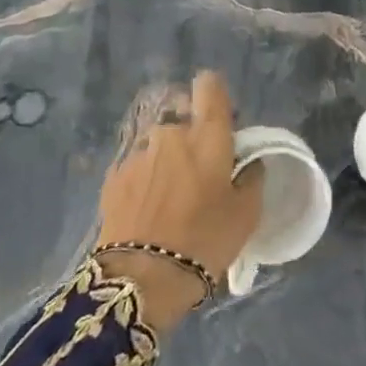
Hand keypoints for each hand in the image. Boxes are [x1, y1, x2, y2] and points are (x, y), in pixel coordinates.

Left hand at [95, 71, 259, 331]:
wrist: (141, 279)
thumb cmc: (205, 242)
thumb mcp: (246, 214)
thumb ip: (251, 177)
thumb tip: (247, 161)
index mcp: (207, 137)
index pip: (209, 85)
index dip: (215, 96)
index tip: (221, 121)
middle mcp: (170, 134)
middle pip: (184, 121)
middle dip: (192, 140)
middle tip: (200, 176)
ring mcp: (137, 153)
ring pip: (159, 146)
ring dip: (167, 161)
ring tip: (170, 200)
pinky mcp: (113, 176)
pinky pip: (138, 168)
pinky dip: (145, 181)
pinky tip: (147, 212)